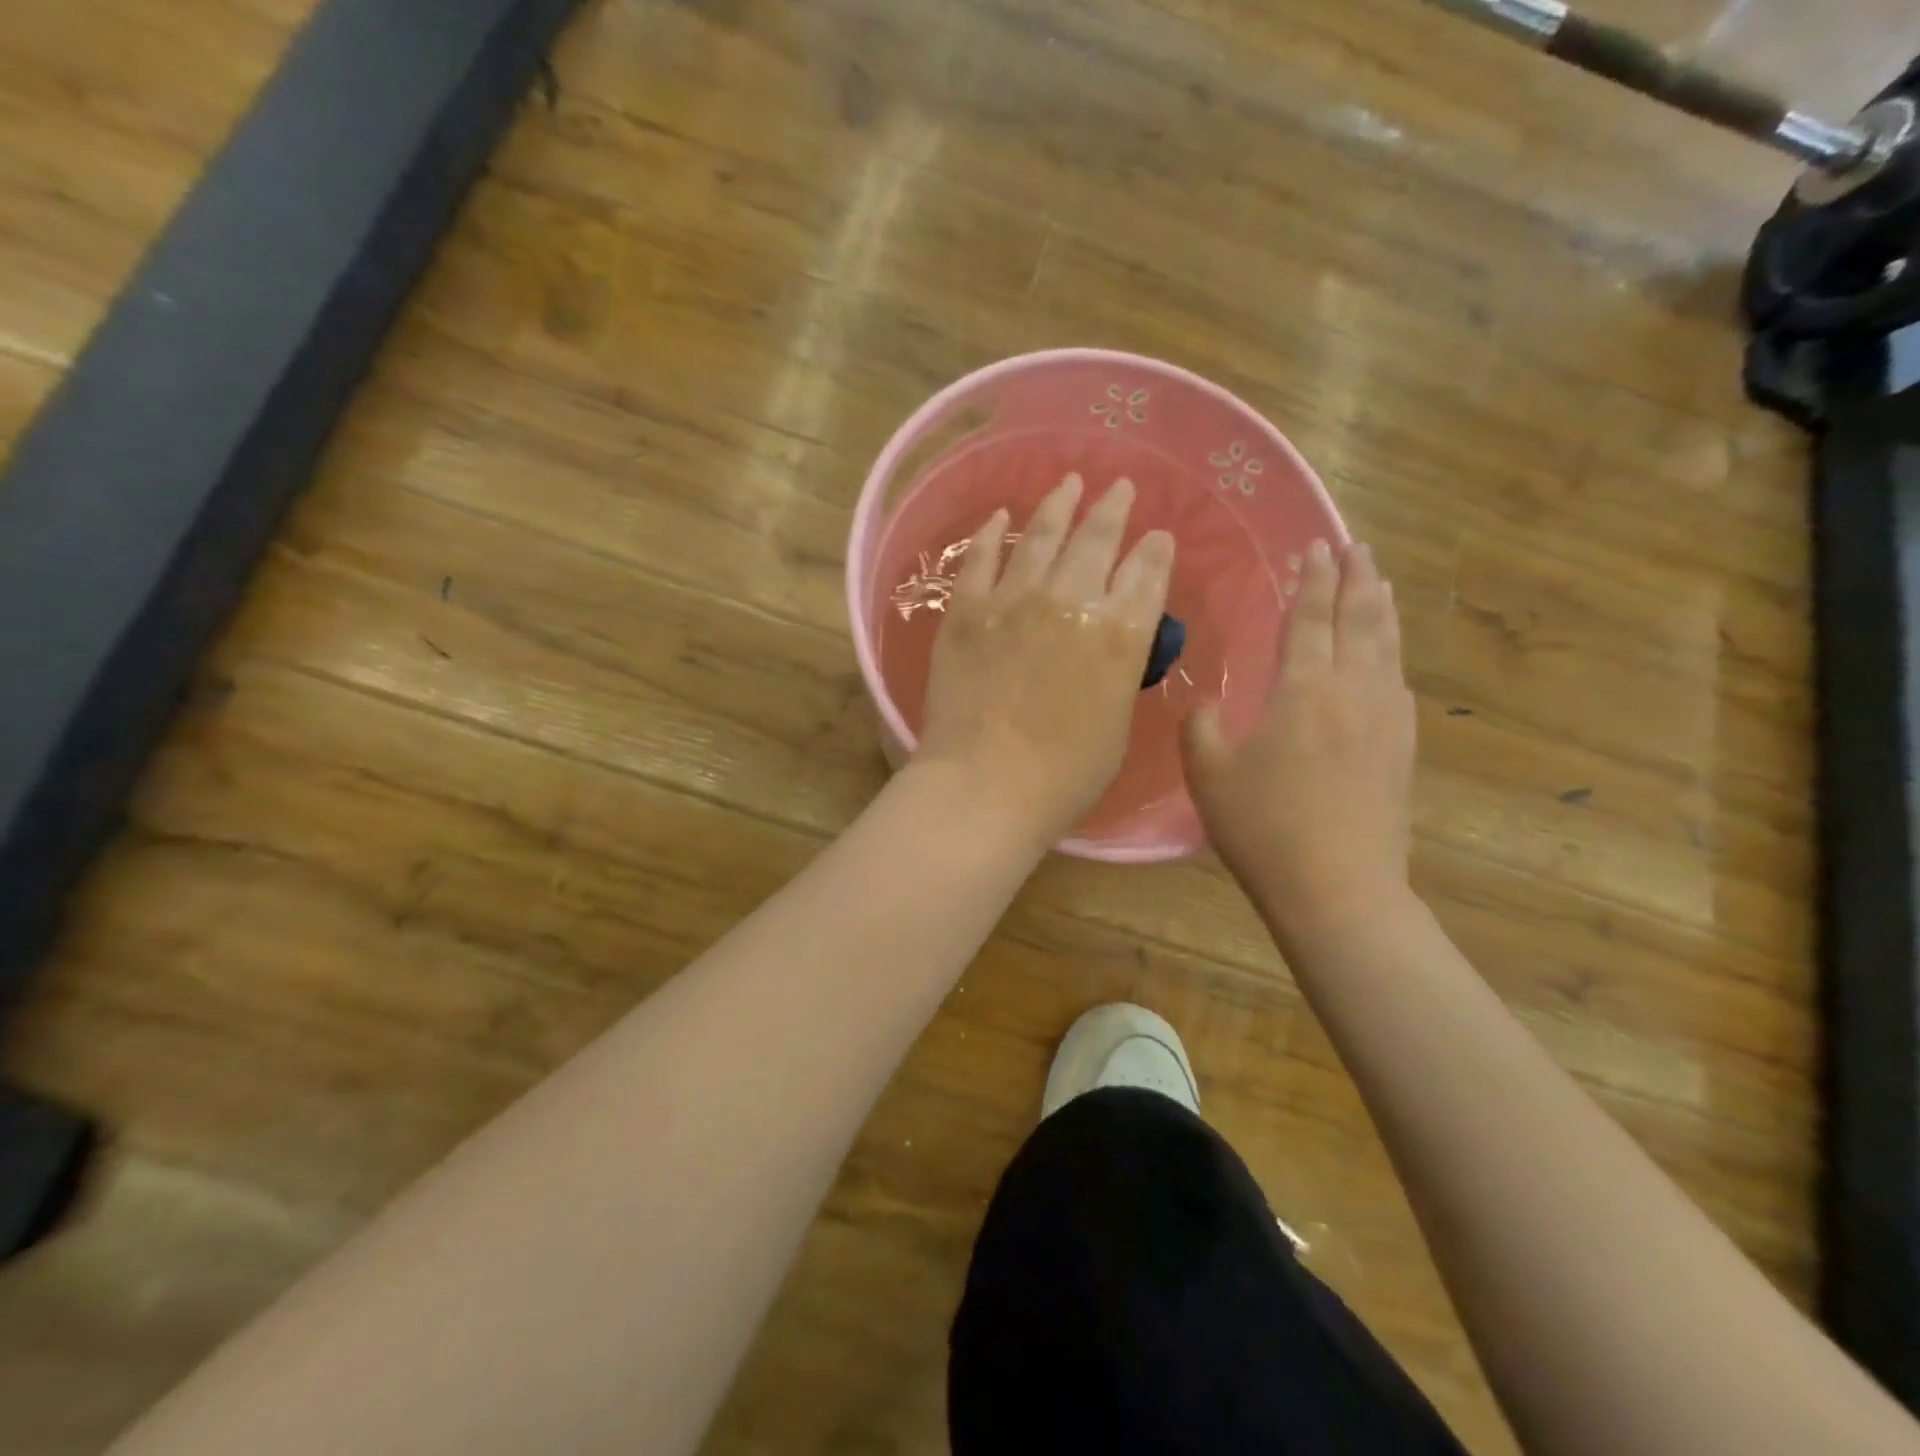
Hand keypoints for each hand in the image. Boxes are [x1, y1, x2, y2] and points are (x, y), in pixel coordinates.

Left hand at [912, 473, 1174, 850]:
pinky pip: (981, 558)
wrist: (985, 785)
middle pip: (1099, 539)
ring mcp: (1014, 599)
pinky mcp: (967, 609)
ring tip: (1070, 483)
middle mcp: (1072, 600)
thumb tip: (1112, 644)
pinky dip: (993, 533)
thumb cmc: (1064, 776)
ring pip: (1043, 535)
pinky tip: (1001, 516)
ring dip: (1060, 504)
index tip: (1157, 535)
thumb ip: (1118, 673)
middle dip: (1114, 509)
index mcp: (1121, 634)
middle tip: (1121, 488)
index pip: (1147, 574)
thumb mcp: (1117, 725)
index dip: (1155, 550)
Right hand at [1182, 540, 1415, 933]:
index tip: (1315, 547)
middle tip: (1355, 546)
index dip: (1312, 580)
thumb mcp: (1208, 774)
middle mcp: (1353, 691)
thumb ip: (1202, 725)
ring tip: (1378, 581)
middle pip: (1360, 620)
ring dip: (1381, 607)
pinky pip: (1399, 682)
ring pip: (1388, 646)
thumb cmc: (1264, 828)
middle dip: (1356, 578)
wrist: (1337, 888)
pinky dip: (1393, 653)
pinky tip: (1389, 655)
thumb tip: (1209, 702)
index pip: (1310, 619)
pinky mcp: (1402, 748)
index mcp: (1304, 690)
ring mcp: (1386, 719)